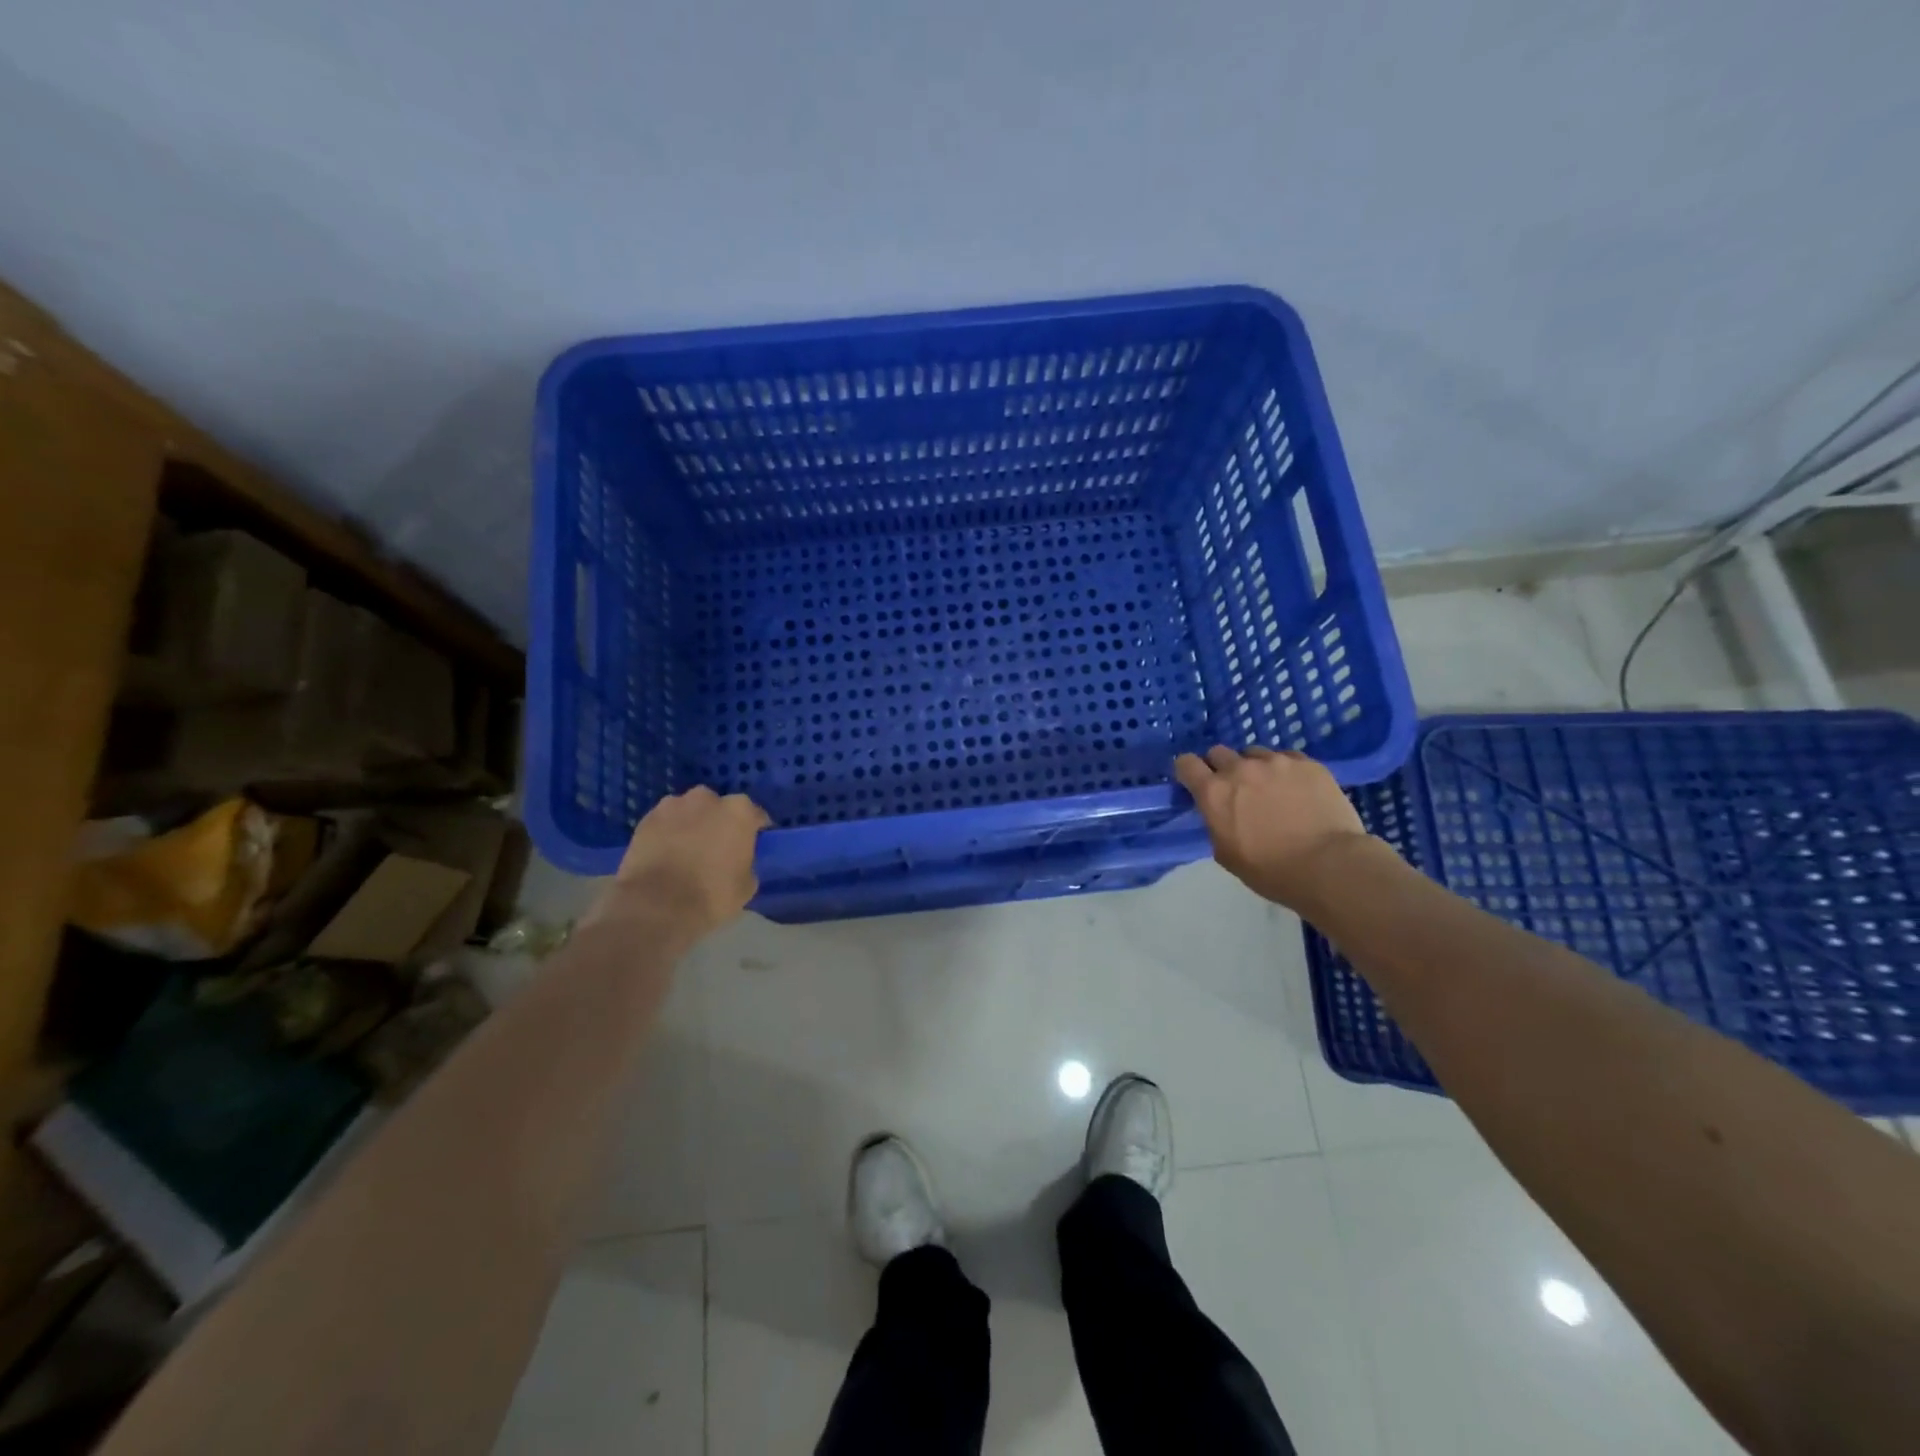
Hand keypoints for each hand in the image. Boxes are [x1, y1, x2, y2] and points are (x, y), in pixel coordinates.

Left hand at [583, 787, 770, 938]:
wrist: (656, 906)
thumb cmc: (711, 895)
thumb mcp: (747, 885)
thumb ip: (746, 862)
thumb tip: (738, 860)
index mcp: (739, 811)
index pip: (755, 816)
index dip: (754, 832)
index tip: (751, 847)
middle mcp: (707, 799)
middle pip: (719, 808)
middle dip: (719, 823)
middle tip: (716, 848)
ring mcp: (673, 805)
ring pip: (689, 812)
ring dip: (691, 825)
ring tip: (686, 851)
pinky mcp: (646, 819)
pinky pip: (665, 823)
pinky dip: (667, 833)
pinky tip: (665, 855)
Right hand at [1174, 746, 1370, 910]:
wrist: (1329, 865)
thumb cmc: (1271, 870)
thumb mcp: (1226, 854)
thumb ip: (1216, 824)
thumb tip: (1221, 814)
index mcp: (1214, 793)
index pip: (1186, 763)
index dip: (1188, 772)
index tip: (1195, 783)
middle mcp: (1240, 769)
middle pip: (1219, 752)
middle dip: (1221, 768)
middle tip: (1235, 790)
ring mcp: (1276, 762)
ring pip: (1255, 753)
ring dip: (1255, 767)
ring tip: (1271, 789)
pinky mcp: (1308, 763)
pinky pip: (1287, 758)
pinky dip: (1286, 770)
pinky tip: (1297, 789)